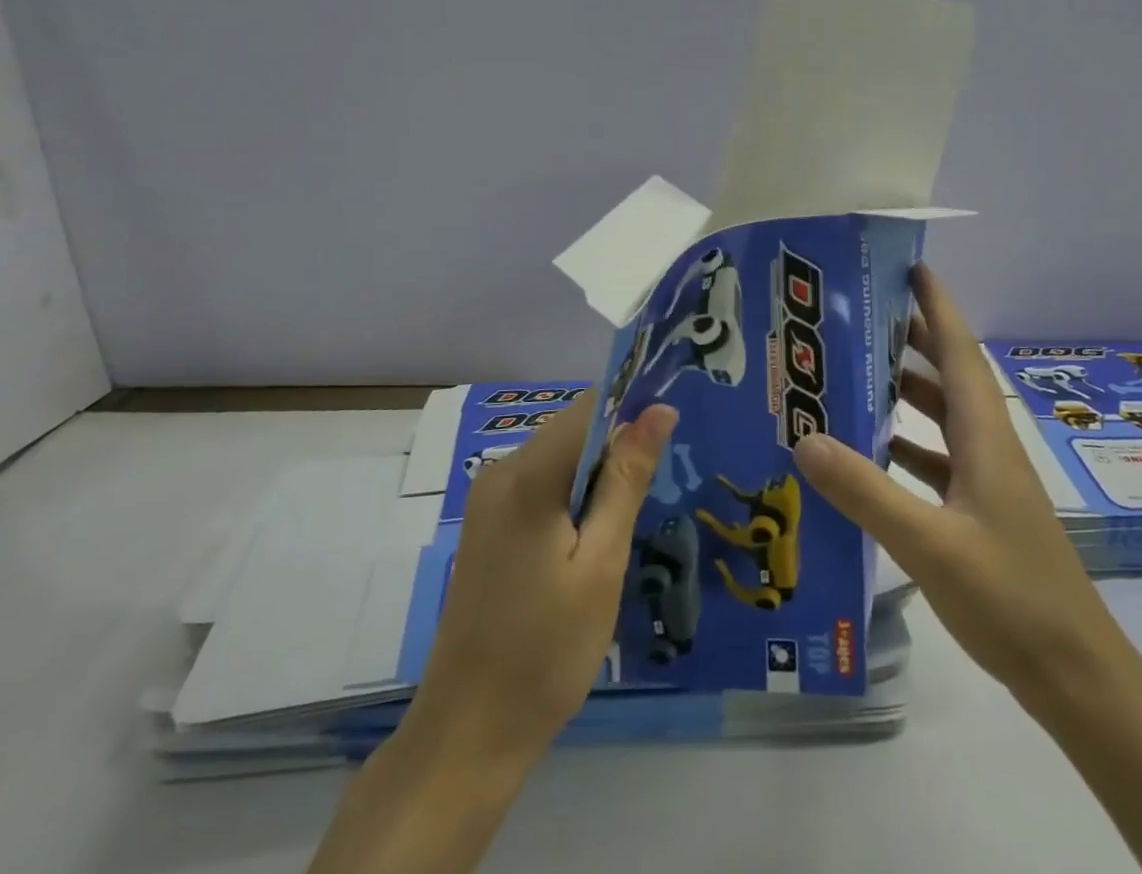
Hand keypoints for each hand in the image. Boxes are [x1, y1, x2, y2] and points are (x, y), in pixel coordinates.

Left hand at [311, 396, 678, 873]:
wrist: (467, 734)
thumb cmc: (546, 651)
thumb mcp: (602, 564)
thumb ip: (627, 479)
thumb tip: (659, 409)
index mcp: (528, 475)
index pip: (590, 408)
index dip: (633, 410)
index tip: (674, 432)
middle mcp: (501, 472)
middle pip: (572, 430)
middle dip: (618, 444)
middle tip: (662, 482)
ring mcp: (488, 499)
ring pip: (558, 457)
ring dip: (598, 473)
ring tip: (637, 510)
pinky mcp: (487, 525)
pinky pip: (540, 484)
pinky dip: (573, 494)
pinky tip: (597, 534)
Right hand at [792, 264, 1113, 707]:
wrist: (1076, 678)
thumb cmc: (1012, 598)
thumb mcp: (930, 544)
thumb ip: (866, 491)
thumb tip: (804, 436)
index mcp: (985, 435)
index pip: (959, 350)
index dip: (937, 304)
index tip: (908, 266)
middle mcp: (987, 446)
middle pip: (947, 375)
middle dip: (909, 339)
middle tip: (856, 316)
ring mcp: (985, 481)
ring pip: (939, 418)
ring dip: (903, 393)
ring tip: (850, 375)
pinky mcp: (978, 513)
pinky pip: (934, 460)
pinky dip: (903, 446)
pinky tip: (867, 454)